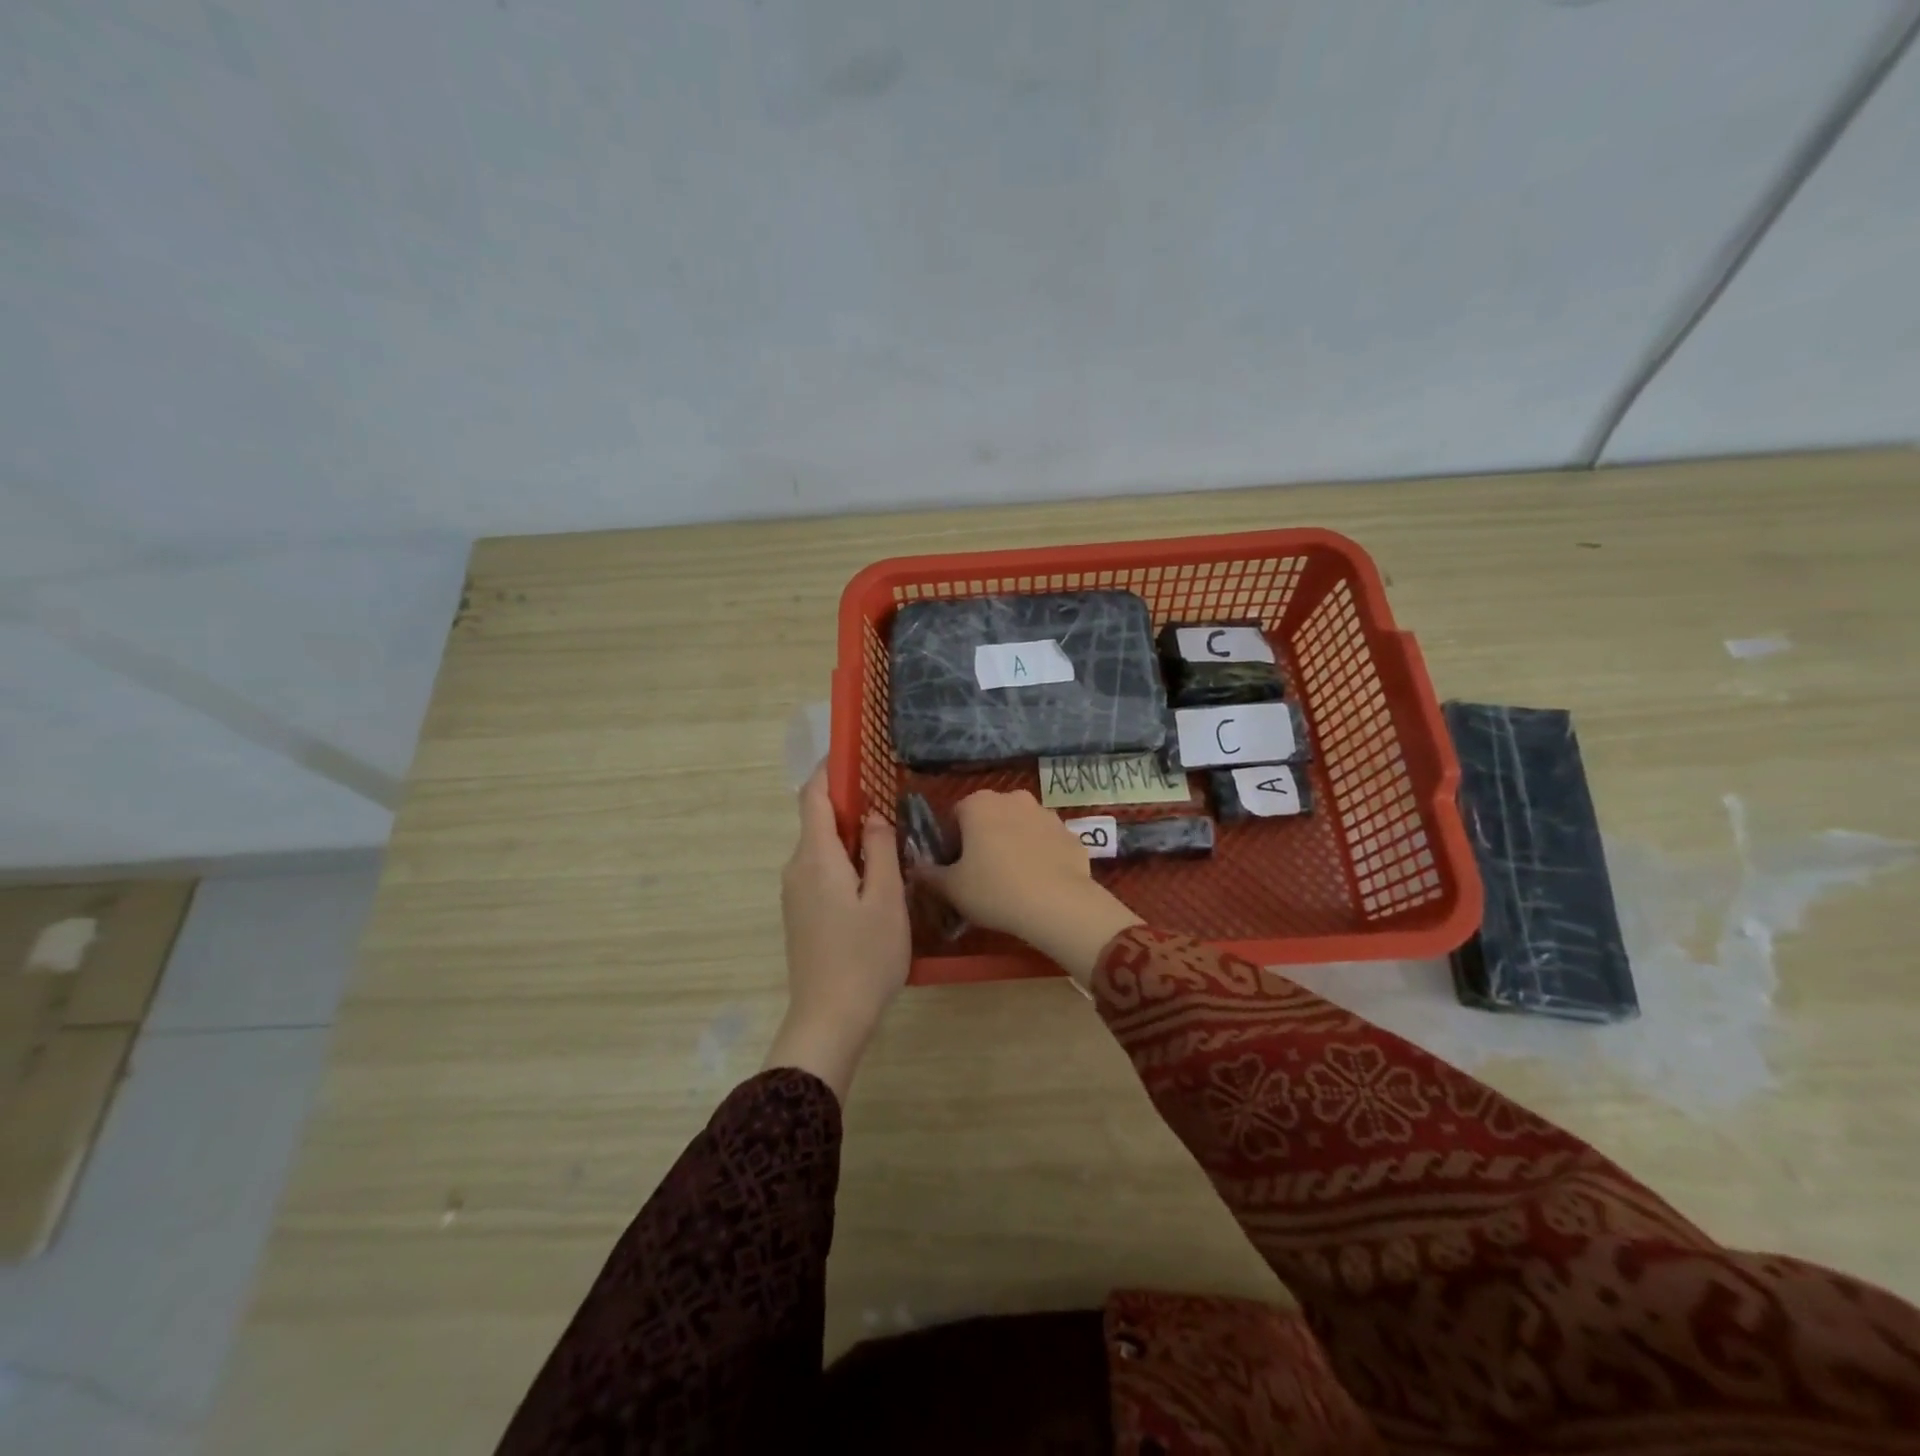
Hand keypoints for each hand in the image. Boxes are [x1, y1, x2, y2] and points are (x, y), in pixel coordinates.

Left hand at [764, 767, 910, 1099]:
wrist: (828, 1019)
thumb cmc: (864, 957)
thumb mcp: (885, 899)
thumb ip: (881, 849)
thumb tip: (875, 815)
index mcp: (815, 858)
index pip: (812, 796)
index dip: (829, 770)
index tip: (854, 752)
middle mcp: (797, 868)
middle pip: (818, 820)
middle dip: (851, 805)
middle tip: (892, 801)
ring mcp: (795, 893)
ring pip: (823, 848)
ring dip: (852, 836)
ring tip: (892, 840)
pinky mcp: (801, 914)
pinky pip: (822, 870)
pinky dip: (846, 860)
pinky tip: (875, 878)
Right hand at [917, 790, 1140, 987]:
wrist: (1058, 904)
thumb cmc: (994, 890)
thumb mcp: (951, 888)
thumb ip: (929, 874)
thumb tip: (915, 868)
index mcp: (979, 804)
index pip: (955, 817)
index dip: (951, 844)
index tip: (955, 869)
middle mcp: (1013, 799)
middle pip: (990, 818)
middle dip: (984, 840)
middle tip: (981, 876)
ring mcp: (1047, 814)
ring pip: (1020, 828)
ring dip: (1013, 845)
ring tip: (1012, 882)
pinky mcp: (1071, 834)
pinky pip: (1047, 843)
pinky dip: (1040, 857)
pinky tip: (1039, 884)